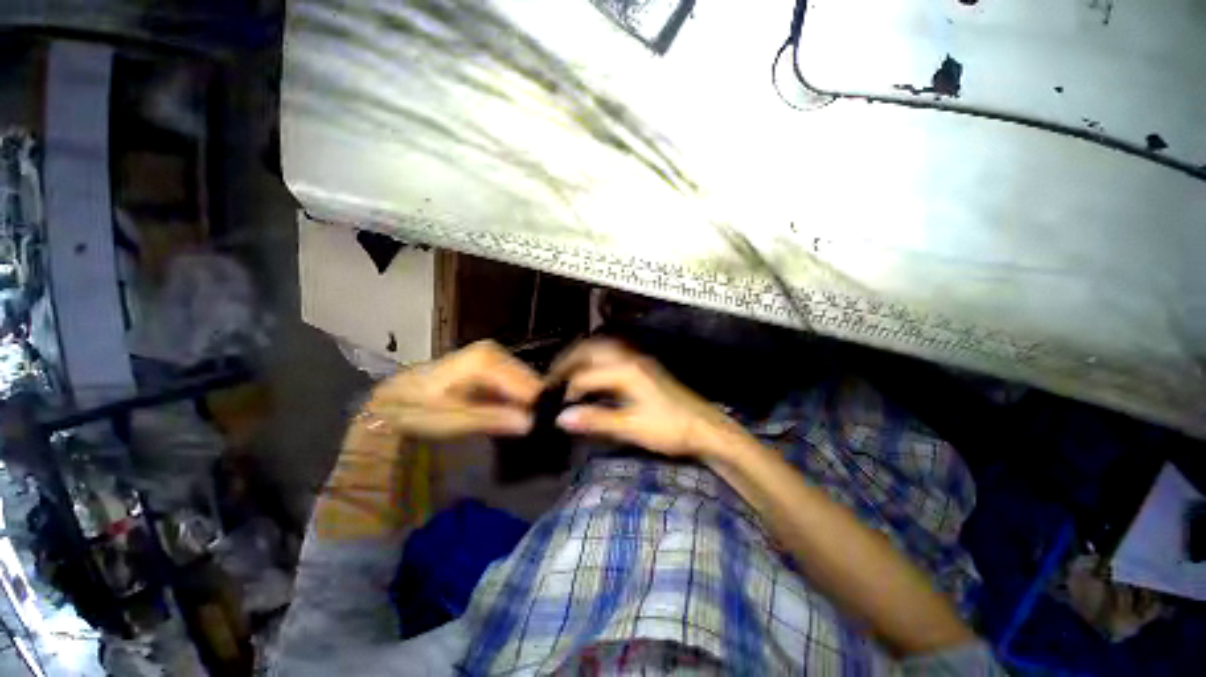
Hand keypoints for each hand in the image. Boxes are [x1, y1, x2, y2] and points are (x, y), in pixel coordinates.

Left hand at [364, 340, 540, 438]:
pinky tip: (510, 411)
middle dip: (532, 403)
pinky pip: (513, 380)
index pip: (527, 384)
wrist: (392, 399)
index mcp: (486, 361)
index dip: (536, 406)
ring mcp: (493, 354)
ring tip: (522, 422)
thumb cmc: (418, 410)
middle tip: (532, 428)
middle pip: (528, 379)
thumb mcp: (454, 419)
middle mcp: (494, 351)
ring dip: (525, 400)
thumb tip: (531, 422)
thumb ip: (494, 418)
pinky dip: (515, 396)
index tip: (540, 428)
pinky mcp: (490, 362)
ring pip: (523, 379)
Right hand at [549, 339, 740, 458]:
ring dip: (583, 357)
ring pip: (603, 349)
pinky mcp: (644, 368)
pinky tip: (594, 376)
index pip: (586, 376)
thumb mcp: (632, 427)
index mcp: (626, 371)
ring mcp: (639, 361)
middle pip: (592, 349)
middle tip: (554, 376)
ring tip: (569, 373)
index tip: (556, 406)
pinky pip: (613, 356)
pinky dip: (597, 362)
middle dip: (569, 360)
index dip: (568, 391)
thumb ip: (596, 420)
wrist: (705, 428)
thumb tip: (562, 418)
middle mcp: (630, 359)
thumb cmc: (670, 428)